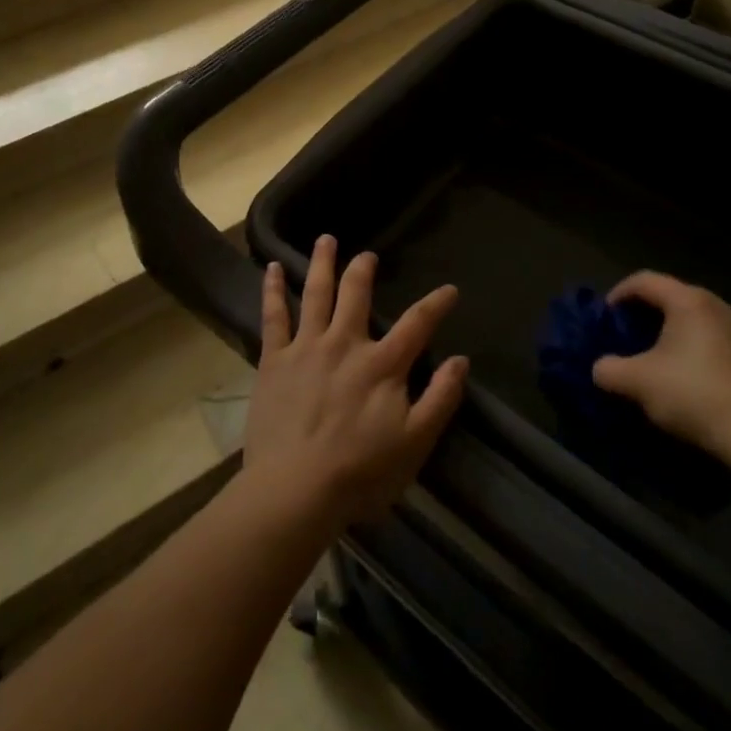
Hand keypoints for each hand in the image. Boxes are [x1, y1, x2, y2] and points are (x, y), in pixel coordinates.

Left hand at [243, 236, 468, 530]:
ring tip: (325, 240)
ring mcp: (306, 347)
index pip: (417, 324)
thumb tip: (461, 361)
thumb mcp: (415, 443)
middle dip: (364, 270)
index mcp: (382, 364)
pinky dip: (272, 289)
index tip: (450, 289)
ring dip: (321, 263)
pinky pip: (273, 316)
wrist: (295, 490)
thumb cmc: (360, 473)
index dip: (436, 303)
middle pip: (356, 294)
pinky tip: (270, 268)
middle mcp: (345, 343)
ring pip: (315, 293)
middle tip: (367, 255)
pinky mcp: (274, 360)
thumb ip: (440, 399)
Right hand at [590, 272, 730, 457]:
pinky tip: (690, 378)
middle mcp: (718, 306)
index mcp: (689, 301)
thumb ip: (609, 369)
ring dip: (674, 333)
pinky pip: (717, 342)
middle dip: (647, 313)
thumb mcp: (637, 381)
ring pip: (697, 320)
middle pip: (673, 297)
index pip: (644, 280)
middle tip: (629, 336)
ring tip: (658, 358)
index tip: (606, 317)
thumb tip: (601, 369)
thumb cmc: (692, 393)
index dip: (619, 293)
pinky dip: (697, 351)